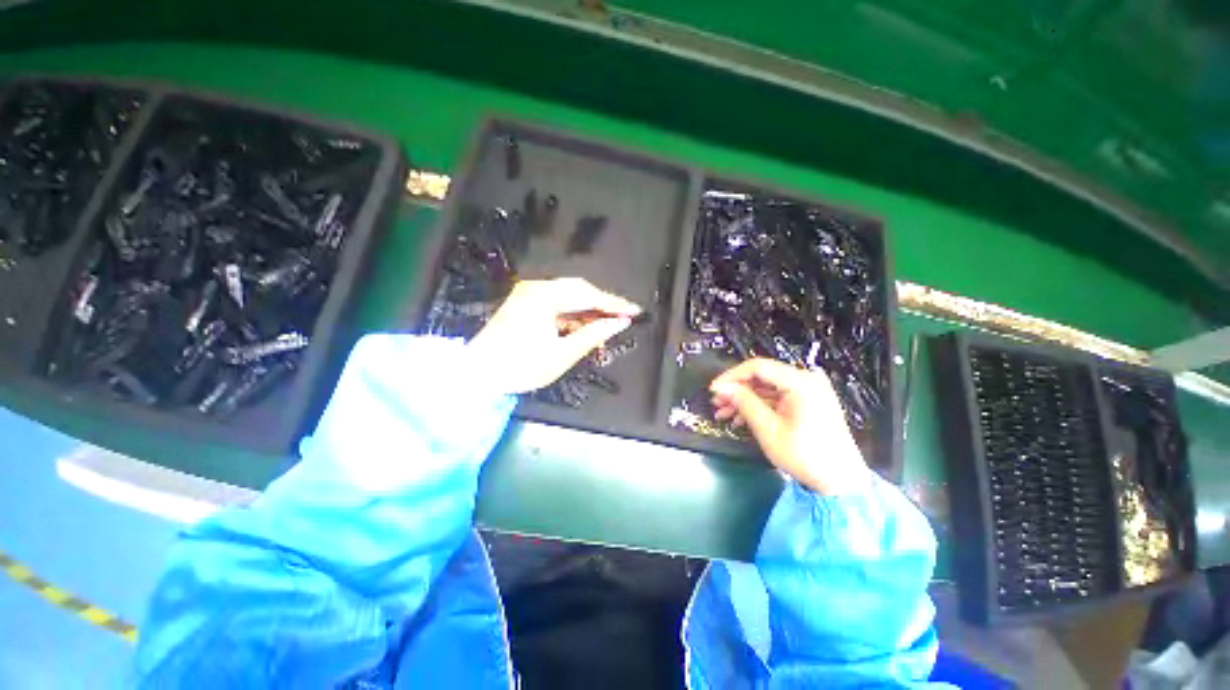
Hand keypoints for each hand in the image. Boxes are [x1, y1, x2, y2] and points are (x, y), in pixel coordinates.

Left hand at [467, 278, 641, 394]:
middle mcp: (536, 288)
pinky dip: (571, 317)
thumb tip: (620, 323)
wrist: (477, 375)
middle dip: (602, 305)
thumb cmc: (521, 366)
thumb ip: (594, 335)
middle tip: (622, 318)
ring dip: (587, 312)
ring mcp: (528, 295)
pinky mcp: (525, 304)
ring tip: (605, 328)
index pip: (588, 295)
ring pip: (568, 298)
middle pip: (579, 291)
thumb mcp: (562, 354)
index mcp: (544, 296)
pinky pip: (556, 305)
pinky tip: (582, 329)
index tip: (634, 311)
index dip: (613, 304)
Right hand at [710, 358, 868, 495]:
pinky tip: (741, 418)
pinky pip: (776, 397)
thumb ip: (743, 402)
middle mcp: (806, 380)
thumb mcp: (768, 428)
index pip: (757, 367)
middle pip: (762, 376)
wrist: (840, 482)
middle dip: (736, 390)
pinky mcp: (808, 401)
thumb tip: (721, 387)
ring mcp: (808, 391)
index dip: (731, 376)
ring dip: (744, 399)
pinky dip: (758, 405)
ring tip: (724, 413)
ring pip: (766, 387)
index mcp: (800, 382)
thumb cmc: (805, 455)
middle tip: (716, 403)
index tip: (714, 389)